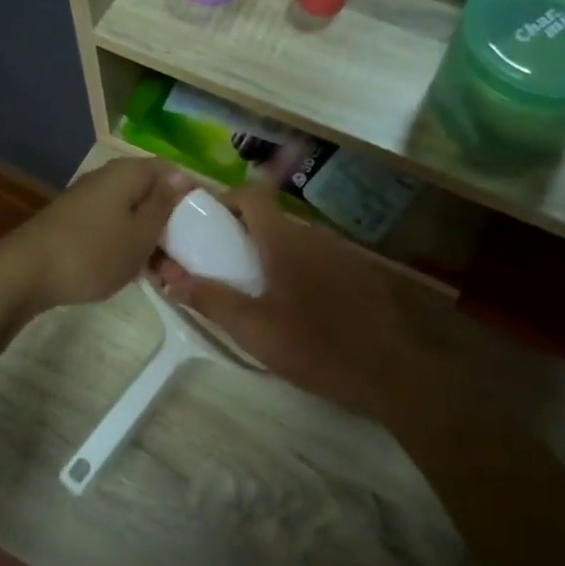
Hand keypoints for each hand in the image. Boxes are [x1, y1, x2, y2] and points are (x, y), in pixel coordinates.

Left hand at [0, 157, 191, 314]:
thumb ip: (164, 204)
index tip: (208, 226)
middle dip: (171, 222)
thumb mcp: (140, 233)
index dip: (193, 195)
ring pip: (133, 213)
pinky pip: (114, 226)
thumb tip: (183, 176)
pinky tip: (133, 270)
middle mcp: (108, 178)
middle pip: (152, 192)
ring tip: (164, 271)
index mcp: (128, 173)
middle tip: (187, 256)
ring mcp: (89, 199)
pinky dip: (127, 243)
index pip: (172, 171)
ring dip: (150, 238)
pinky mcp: (75, 221)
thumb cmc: (93, 253)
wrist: (25, 273)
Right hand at [151, 185, 454, 418]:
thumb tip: (169, 276)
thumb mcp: (254, 329)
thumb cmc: (316, 346)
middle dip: (245, 235)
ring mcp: (342, 252)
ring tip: (260, 292)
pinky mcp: (360, 273)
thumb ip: (210, 299)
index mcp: (284, 240)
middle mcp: (313, 235)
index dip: (227, 201)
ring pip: (296, 241)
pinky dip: (301, 270)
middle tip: (226, 267)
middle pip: (272, 219)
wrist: (395, 371)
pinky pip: (319, 258)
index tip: (208, 226)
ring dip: (273, 255)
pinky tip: (302, 307)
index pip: (252, 194)